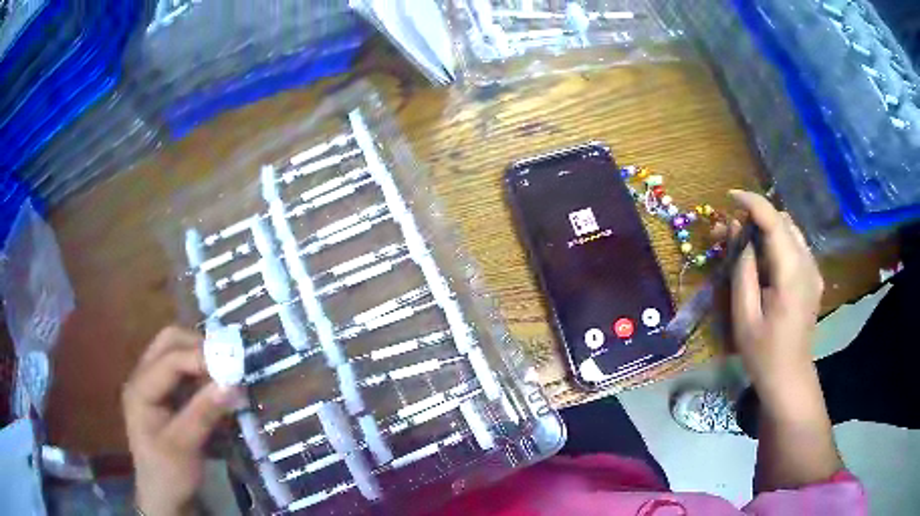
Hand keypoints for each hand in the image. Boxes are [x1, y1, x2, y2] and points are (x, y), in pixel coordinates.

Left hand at [122, 326, 241, 515]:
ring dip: (200, 358)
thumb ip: (204, 413)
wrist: (163, 495)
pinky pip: (183, 371)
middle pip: (168, 342)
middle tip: (227, 362)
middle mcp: (143, 378)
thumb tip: (232, 384)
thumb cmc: (169, 473)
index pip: (169, 359)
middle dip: (198, 346)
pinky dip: (201, 373)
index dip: (200, 357)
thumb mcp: (185, 446)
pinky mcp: (164, 395)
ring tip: (224, 374)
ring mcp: (153, 384)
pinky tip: (215, 388)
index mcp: (139, 389)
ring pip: (176, 352)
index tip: (233, 366)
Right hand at [727, 190, 823, 394]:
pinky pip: (795, 247)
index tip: (729, 197)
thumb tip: (735, 230)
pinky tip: (762, 262)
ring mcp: (813, 271)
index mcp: (791, 274)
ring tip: (743, 245)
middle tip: (729, 231)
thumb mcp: (744, 315)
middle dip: (756, 217)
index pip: (774, 221)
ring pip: (790, 231)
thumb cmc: (763, 354)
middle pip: (783, 221)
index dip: (752, 203)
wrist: (790, 379)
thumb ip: (742, 268)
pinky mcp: (813, 278)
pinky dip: (776, 243)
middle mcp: (807, 264)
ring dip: (766, 229)